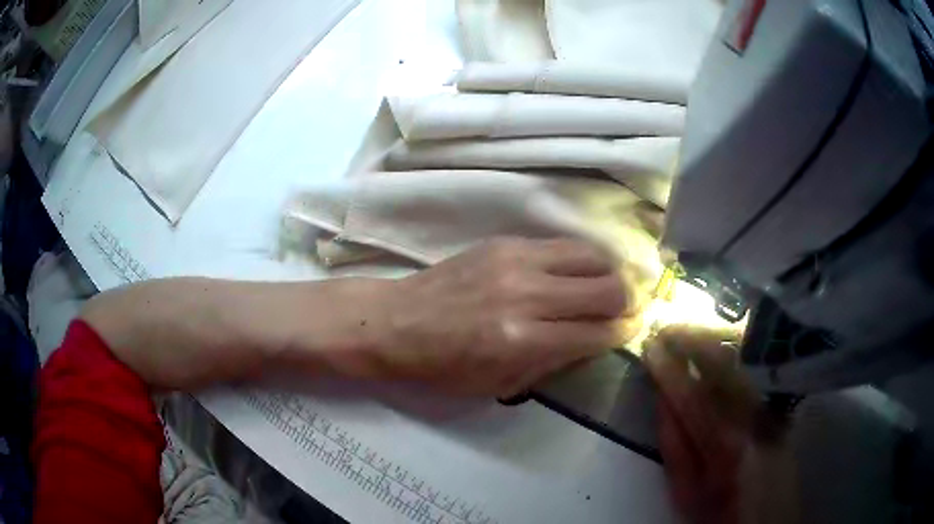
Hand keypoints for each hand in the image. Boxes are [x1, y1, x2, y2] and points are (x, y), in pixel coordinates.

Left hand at [361, 238, 640, 395]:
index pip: (598, 332)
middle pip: (607, 289)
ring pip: (592, 257)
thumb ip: (554, 363)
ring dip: (610, 274)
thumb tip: (595, 340)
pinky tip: (578, 272)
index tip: (630, 331)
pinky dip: (582, 260)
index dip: (623, 333)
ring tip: (608, 287)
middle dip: (627, 302)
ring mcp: (516, 261)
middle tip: (626, 310)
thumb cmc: (443, 366)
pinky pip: (562, 244)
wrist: (397, 321)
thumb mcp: (499, 385)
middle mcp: (527, 295)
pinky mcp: (505, 241)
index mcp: (523, 341)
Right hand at [644, 326, 798, 523]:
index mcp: (727, 445)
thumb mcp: (688, 493)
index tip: (650, 347)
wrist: (769, 520)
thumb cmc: (723, 515)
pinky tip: (719, 345)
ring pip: (742, 361)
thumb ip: (675, 447)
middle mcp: (755, 416)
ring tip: (688, 330)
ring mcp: (772, 406)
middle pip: (724, 365)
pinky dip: (733, 352)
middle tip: (667, 328)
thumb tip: (663, 401)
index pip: (693, 395)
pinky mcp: (780, 404)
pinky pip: (754, 369)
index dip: (670, 369)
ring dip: (713, 340)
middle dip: (693, 340)